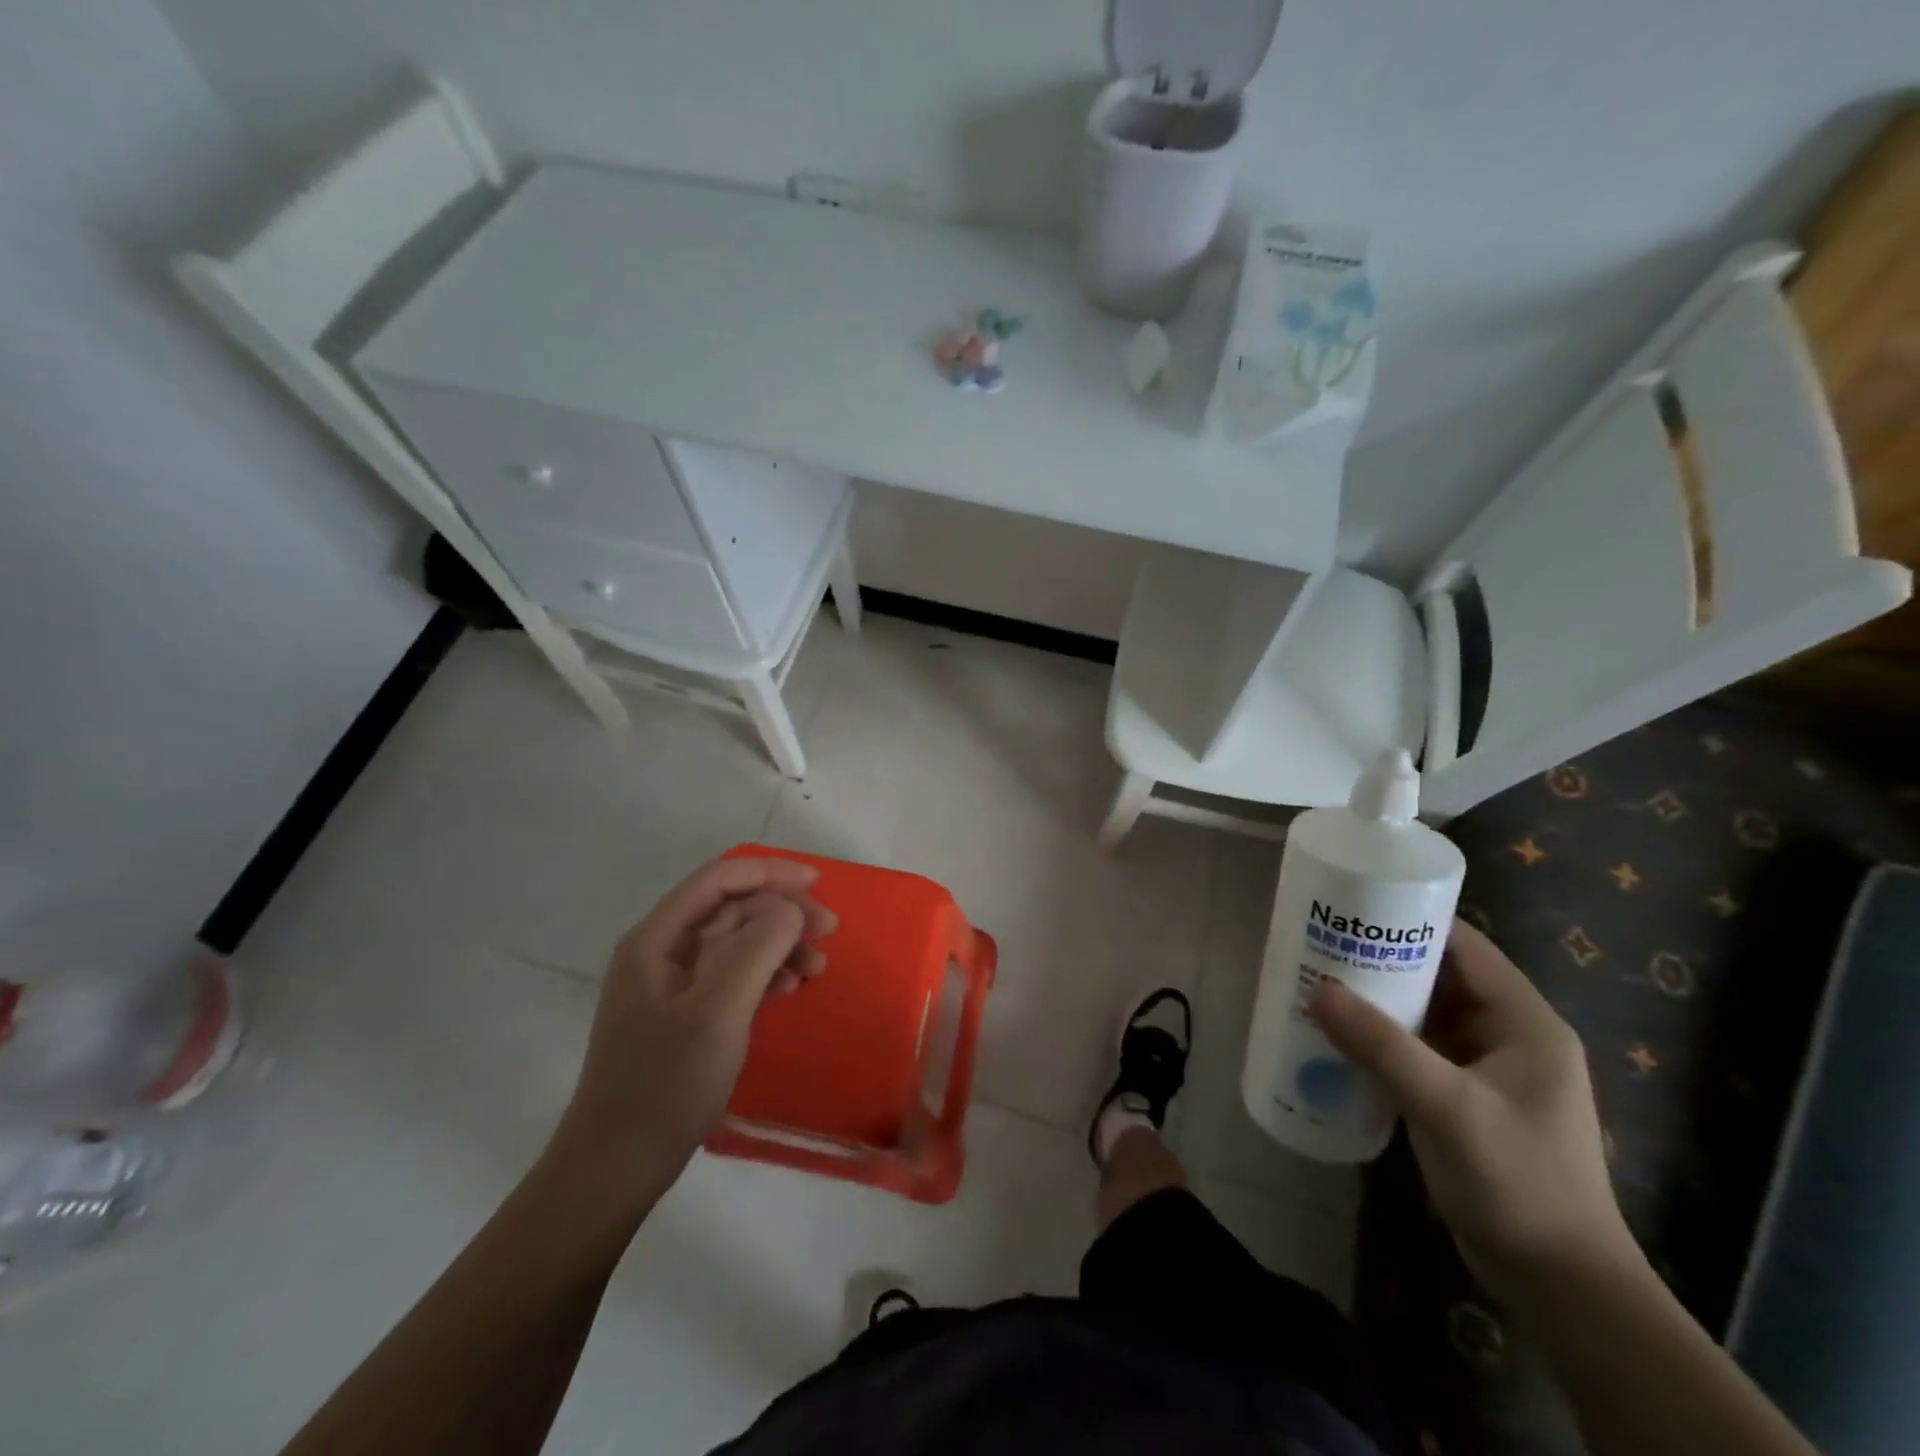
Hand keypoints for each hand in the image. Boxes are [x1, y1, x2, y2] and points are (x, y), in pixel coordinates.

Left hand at [547, 857, 836, 1213]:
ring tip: (816, 968)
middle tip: (829, 930)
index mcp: (658, 938)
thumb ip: (756, 948)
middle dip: (782, 912)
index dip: (769, 872)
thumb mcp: (718, 1011)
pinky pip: (733, 974)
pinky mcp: (684, 1013)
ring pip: (737, 941)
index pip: (719, 880)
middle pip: (732, 908)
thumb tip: (787, 909)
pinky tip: (789, 989)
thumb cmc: (666, 1083)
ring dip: (780, 944)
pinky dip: (766, 973)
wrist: (617, 1164)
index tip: (816, 883)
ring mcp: (672, 983)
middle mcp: (662, 950)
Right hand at [1312, 920, 1627, 1300]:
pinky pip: (1419, 1049)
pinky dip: (1383, 1038)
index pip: (1465, 947)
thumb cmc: (1518, 1182)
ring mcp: (1489, 1069)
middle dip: (1382, 960)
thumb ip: (1382, 1045)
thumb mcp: (1446, 1107)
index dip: (1411, 921)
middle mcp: (1510, 1035)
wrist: (1560, 1285)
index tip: (1352, 907)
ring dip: (1379, 1000)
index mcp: (1525, 1022)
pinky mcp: (1467, 1098)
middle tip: (1322, 944)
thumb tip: (1317, 988)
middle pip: (1440, 976)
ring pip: (1426, 1014)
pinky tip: (1340, 1037)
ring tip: (1320, 982)